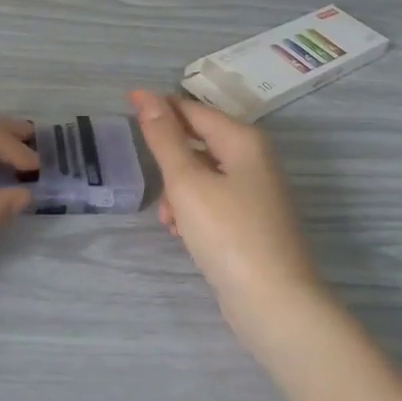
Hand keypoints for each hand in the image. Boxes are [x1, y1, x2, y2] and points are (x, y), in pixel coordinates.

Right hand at [129, 90, 332, 350]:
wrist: (274, 304)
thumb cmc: (228, 234)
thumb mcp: (187, 182)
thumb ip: (165, 139)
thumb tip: (146, 96)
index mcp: (243, 140)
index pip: (193, 110)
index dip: (160, 105)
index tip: (126, 101)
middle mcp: (254, 158)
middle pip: (200, 141)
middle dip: (170, 158)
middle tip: (150, 177)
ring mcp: (257, 191)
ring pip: (204, 174)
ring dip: (179, 190)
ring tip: (169, 219)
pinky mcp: (253, 221)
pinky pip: (214, 200)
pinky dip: (194, 210)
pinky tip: (183, 233)